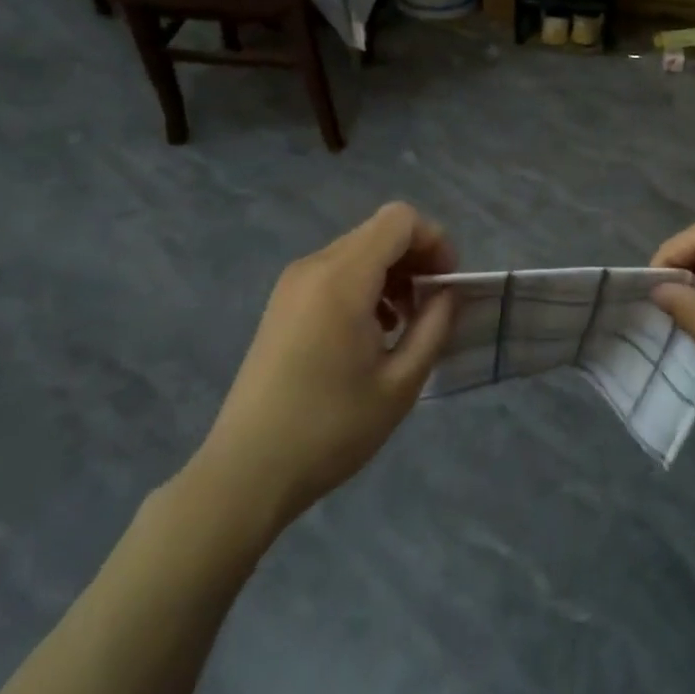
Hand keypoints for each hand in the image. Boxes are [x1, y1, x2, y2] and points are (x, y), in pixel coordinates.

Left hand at [186, 202, 457, 541]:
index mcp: (342, 278)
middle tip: (433, 305)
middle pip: (380, 231)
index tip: (447, 283)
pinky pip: (336, 271)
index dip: (434, 240)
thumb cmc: (329, 429)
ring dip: (392, 272)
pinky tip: (373, 331)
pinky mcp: (284, 303)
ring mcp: (294, 283)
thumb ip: (434, 326)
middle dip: (416, 257)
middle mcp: (315, 266)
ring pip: (359, 250)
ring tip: (405, 322)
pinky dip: (366, 284)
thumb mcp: (400, 383)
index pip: (400, 220)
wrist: (245, 473)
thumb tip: (449, 293)